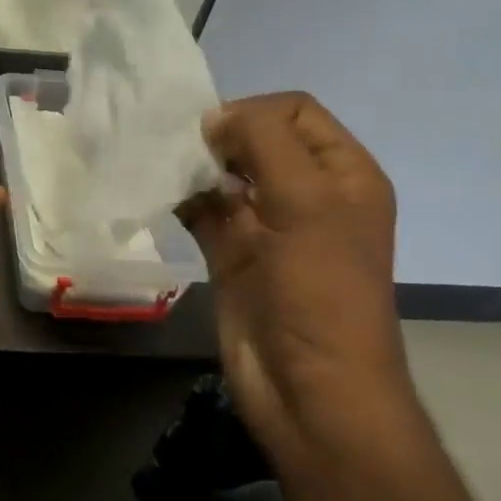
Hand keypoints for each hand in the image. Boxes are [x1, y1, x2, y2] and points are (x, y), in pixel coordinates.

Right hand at [180, 93, 412, 464]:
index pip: (294, 111)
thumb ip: (262, 140)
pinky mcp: (232, 251)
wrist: (309, 390)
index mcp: (341, 174)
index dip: (253, 112)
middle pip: (256, 137)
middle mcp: (306, 192)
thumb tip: (214, 117)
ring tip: (164, 170)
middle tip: (185, 155)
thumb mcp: (304, 202)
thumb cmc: (319, 290)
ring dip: (193, 166)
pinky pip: (202, 208)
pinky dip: (180, 197)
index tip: (217, 139)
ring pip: (224, 172)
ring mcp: (266, 224)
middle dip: (218, 137)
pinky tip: (158, 195)